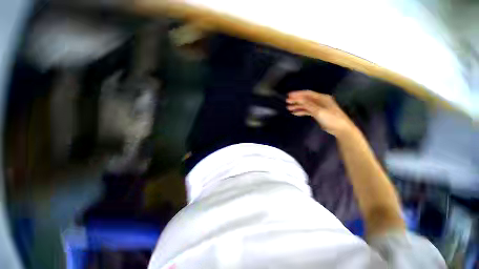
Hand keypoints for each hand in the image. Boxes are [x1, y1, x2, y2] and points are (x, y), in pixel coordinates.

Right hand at [286, 90, 356, 136]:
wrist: (340, 128)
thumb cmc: (331, 118)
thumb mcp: (318, 111)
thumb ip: (307, 105)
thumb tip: (298, 99)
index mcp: (321, 98)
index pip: (307, 94)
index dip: (297, 94)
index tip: (288, 95)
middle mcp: (319, 101)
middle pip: (305, 99)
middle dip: (296, 100)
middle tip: (287, 102)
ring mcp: (318, 107)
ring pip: (306, 105)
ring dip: (297, 106)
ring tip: (289, 108)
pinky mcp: (317, 113)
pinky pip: (307, 111)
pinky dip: (301, 111)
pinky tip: (295, 113)